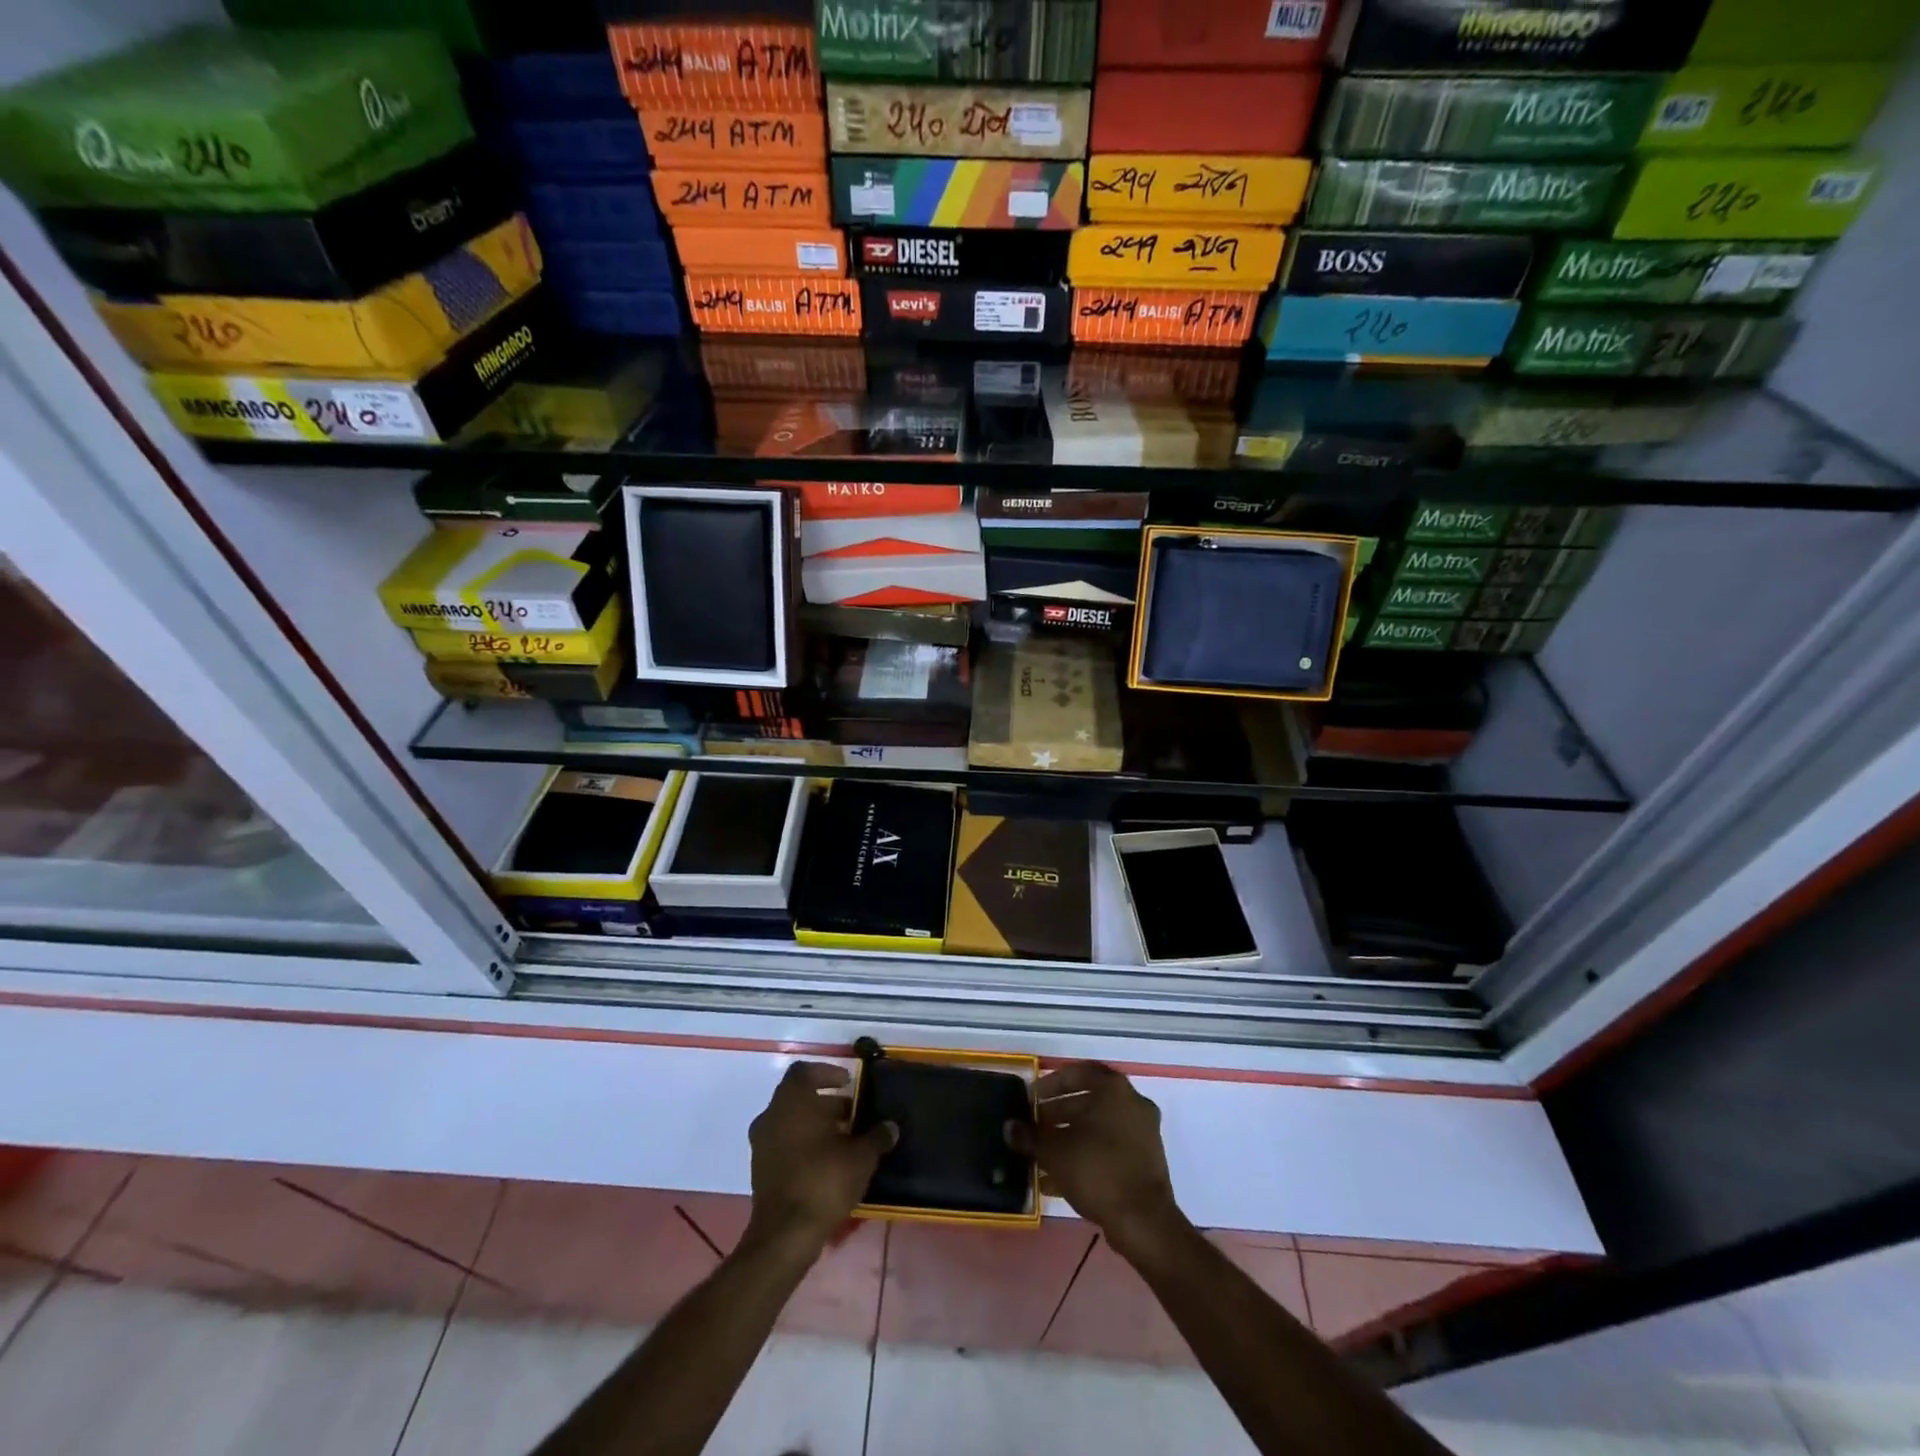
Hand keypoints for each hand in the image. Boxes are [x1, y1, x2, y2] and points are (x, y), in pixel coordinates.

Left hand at [745, 1061, 895, 1253]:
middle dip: (827, 1103)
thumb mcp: (861, 1156)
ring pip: (791, 1122)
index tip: (848, 1083)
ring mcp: (762, 1144)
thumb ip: (876, 1136)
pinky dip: (804, 1145)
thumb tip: (890, 1126)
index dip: (827, 1073)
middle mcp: (772, 1115)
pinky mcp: (760, 1170)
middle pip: (799, 1097)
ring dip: (816, 1125)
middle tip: (853, 1114)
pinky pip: (784, 1144)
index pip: (804, 1071)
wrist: (785, 1235)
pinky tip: (828, 1162)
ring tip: (845, 1140)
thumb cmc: (823, 1180)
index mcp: (793, 1101)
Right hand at [1008, 1063, 1184, 1260]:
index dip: (1050, 1084)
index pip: (1077, 1073)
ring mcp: (1143, 1133)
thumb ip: (1030, 1136)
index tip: (1031, 1100)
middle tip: (1033, 1128)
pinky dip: (1085, 1157)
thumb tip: (1010, 1128)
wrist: (1143, 1222)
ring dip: (1068, 1139)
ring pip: (1097, 1128)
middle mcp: (1132, 1103)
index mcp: (1114, 1089)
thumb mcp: (1054, 1152)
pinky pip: (1109, 1149)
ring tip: (1040, 1157)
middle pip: (1087, 1101)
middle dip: (1057, 1114)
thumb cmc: (1097, 1170)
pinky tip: (1057, 1180)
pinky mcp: (1145, 1162)